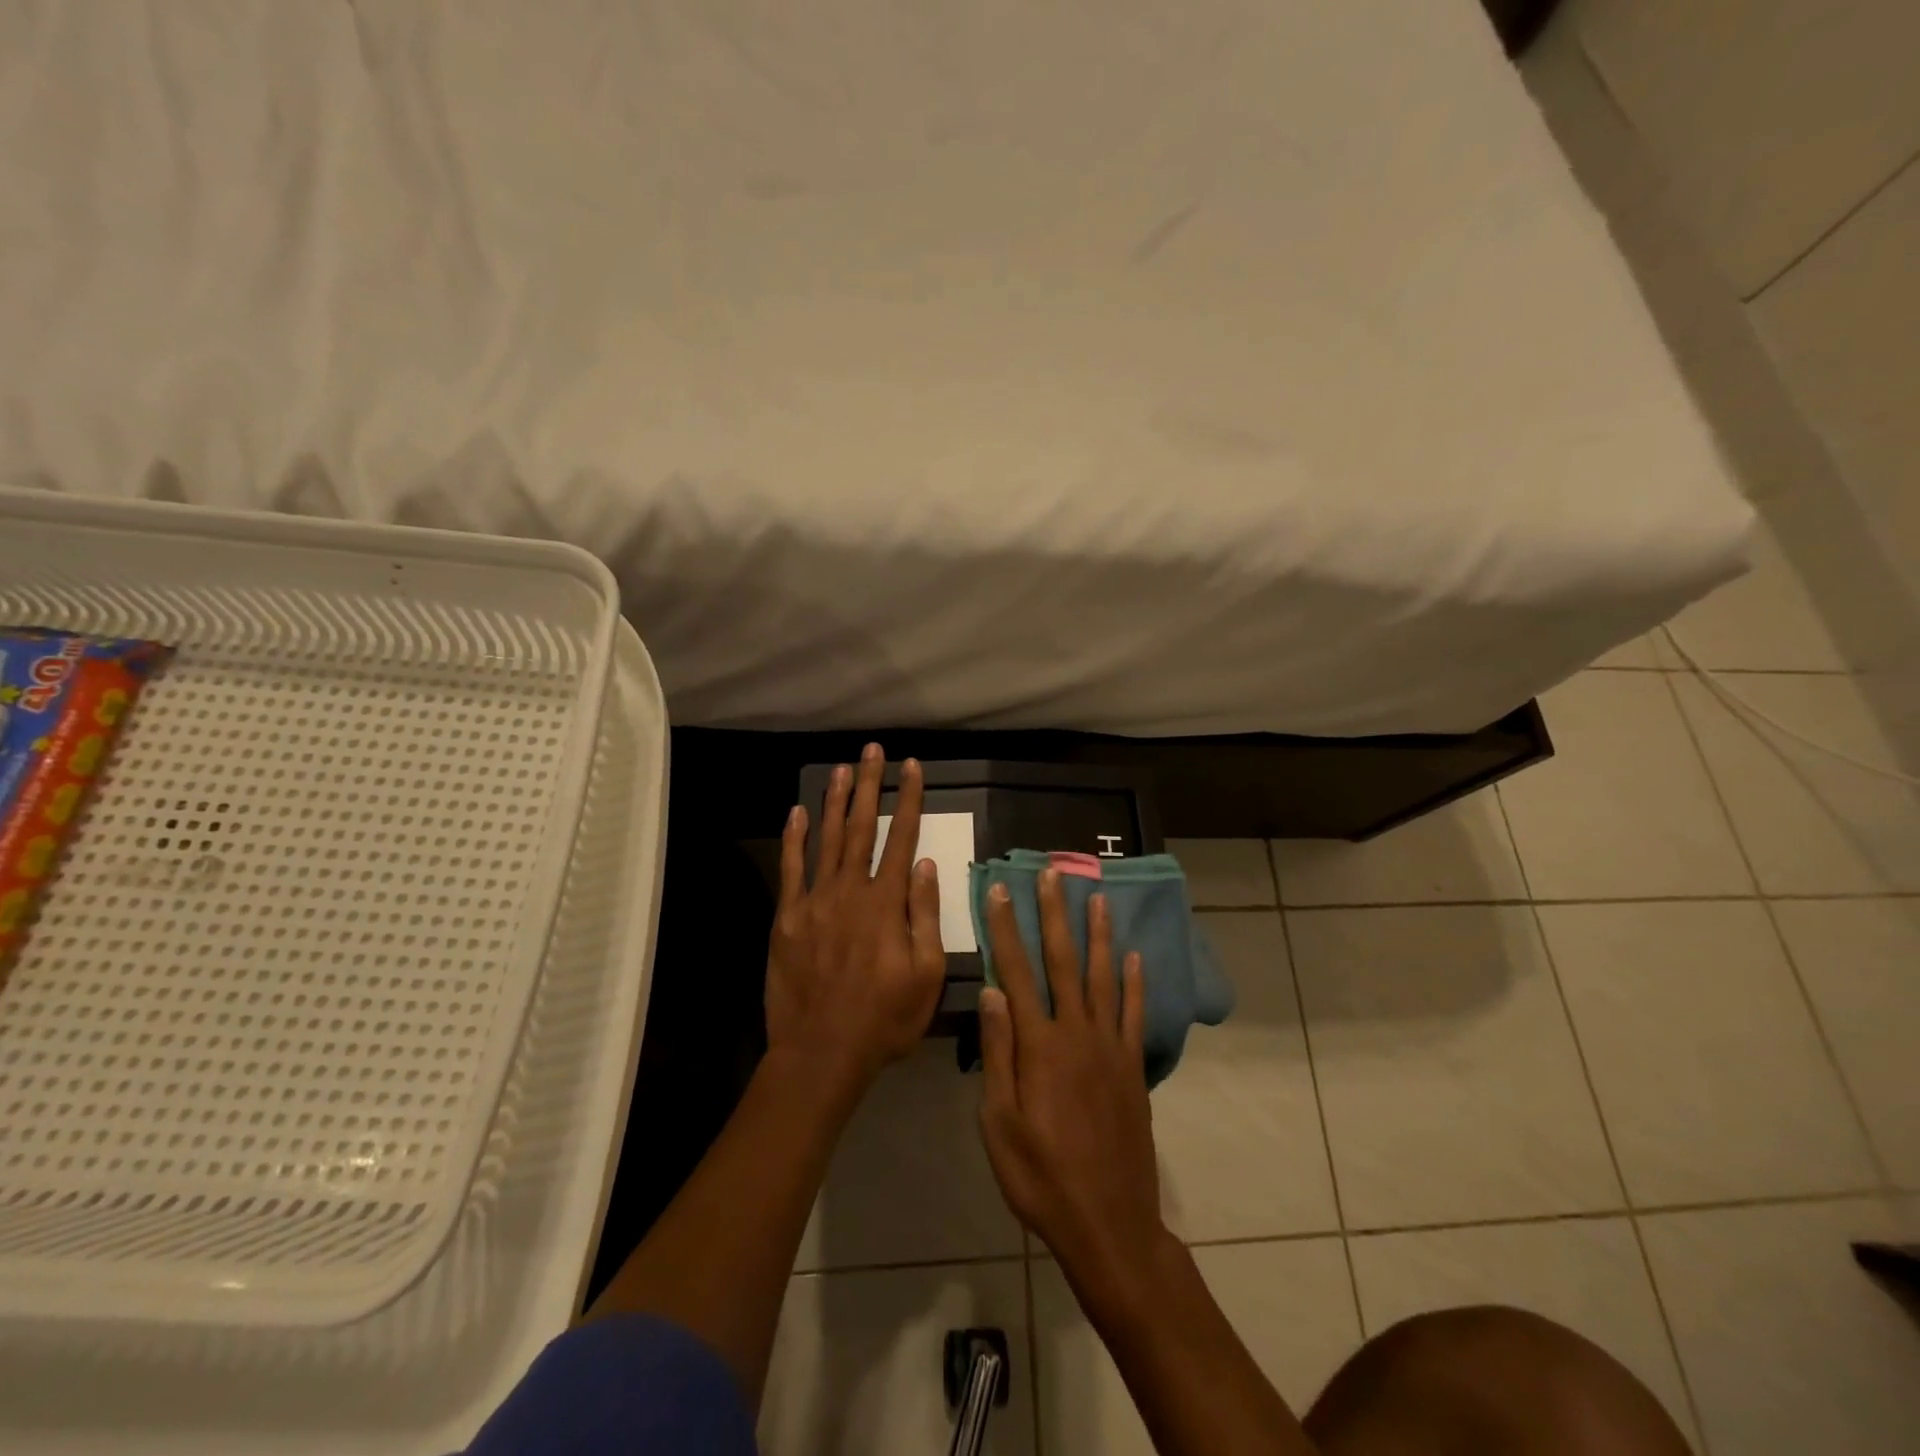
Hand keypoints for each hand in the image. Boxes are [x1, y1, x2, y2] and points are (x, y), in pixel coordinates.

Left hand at [765, 744, 945, 1086]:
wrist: (821, 1052)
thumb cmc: (884, 1019)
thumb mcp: (925, 975)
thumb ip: (924, 916)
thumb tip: (926, 865)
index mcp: (886, 903)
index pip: (901, 838)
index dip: (908, 799)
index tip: (912, 767)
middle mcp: (850, 891)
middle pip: (861, 827)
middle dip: (869, 785)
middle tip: (871, 750)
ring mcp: (814, 901)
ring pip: (826, 839)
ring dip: (835, 801)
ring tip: (841, 768)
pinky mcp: (787, 918)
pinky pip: (791, 869)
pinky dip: (794, 838)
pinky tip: (797, 813)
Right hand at [977, 871, 1169, 1294]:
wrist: (1109, 1223)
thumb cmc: (1041, 1177)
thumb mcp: (1000, 1123)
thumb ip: (998, 1053)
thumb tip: (993, 991)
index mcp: (1040, 1046)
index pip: (1017, 971)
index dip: (1006, 928)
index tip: (1000, 890)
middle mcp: (1077, 1033)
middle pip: (1063, 961)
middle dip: (1054, 914)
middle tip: (1053, 874)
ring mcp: (1110, 1048)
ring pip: (1104, 977)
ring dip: (1098, 934)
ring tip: (1096, 898)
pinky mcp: (1133, 1067)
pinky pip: (1134, 1014)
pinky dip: (1135, 983)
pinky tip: (1135, 957)